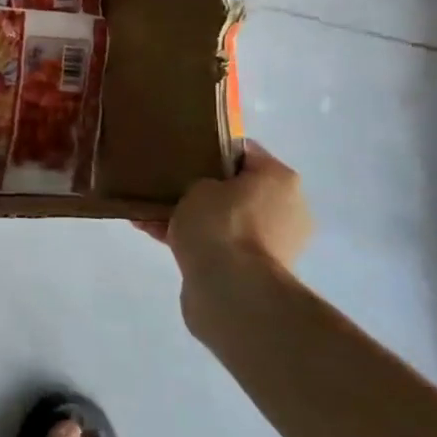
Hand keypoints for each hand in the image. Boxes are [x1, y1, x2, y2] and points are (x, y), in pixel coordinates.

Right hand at [151, 141, 311, 273]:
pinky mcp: (254, 270)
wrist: (230, 288)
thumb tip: (204, 192)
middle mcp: (286, 208)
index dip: (211, 148)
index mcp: (280, 179)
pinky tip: (151, 231)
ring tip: (150, 211)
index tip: (183, 152)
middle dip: (202, 188)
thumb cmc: (220, 222)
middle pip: (237, 189)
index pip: (244, 152)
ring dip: (193, 216)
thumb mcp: (199, 185)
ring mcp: (272, 243)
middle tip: (167, 184)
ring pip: (224, 219)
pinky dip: (190, 239)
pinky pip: (217, 244)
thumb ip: (201, 181)